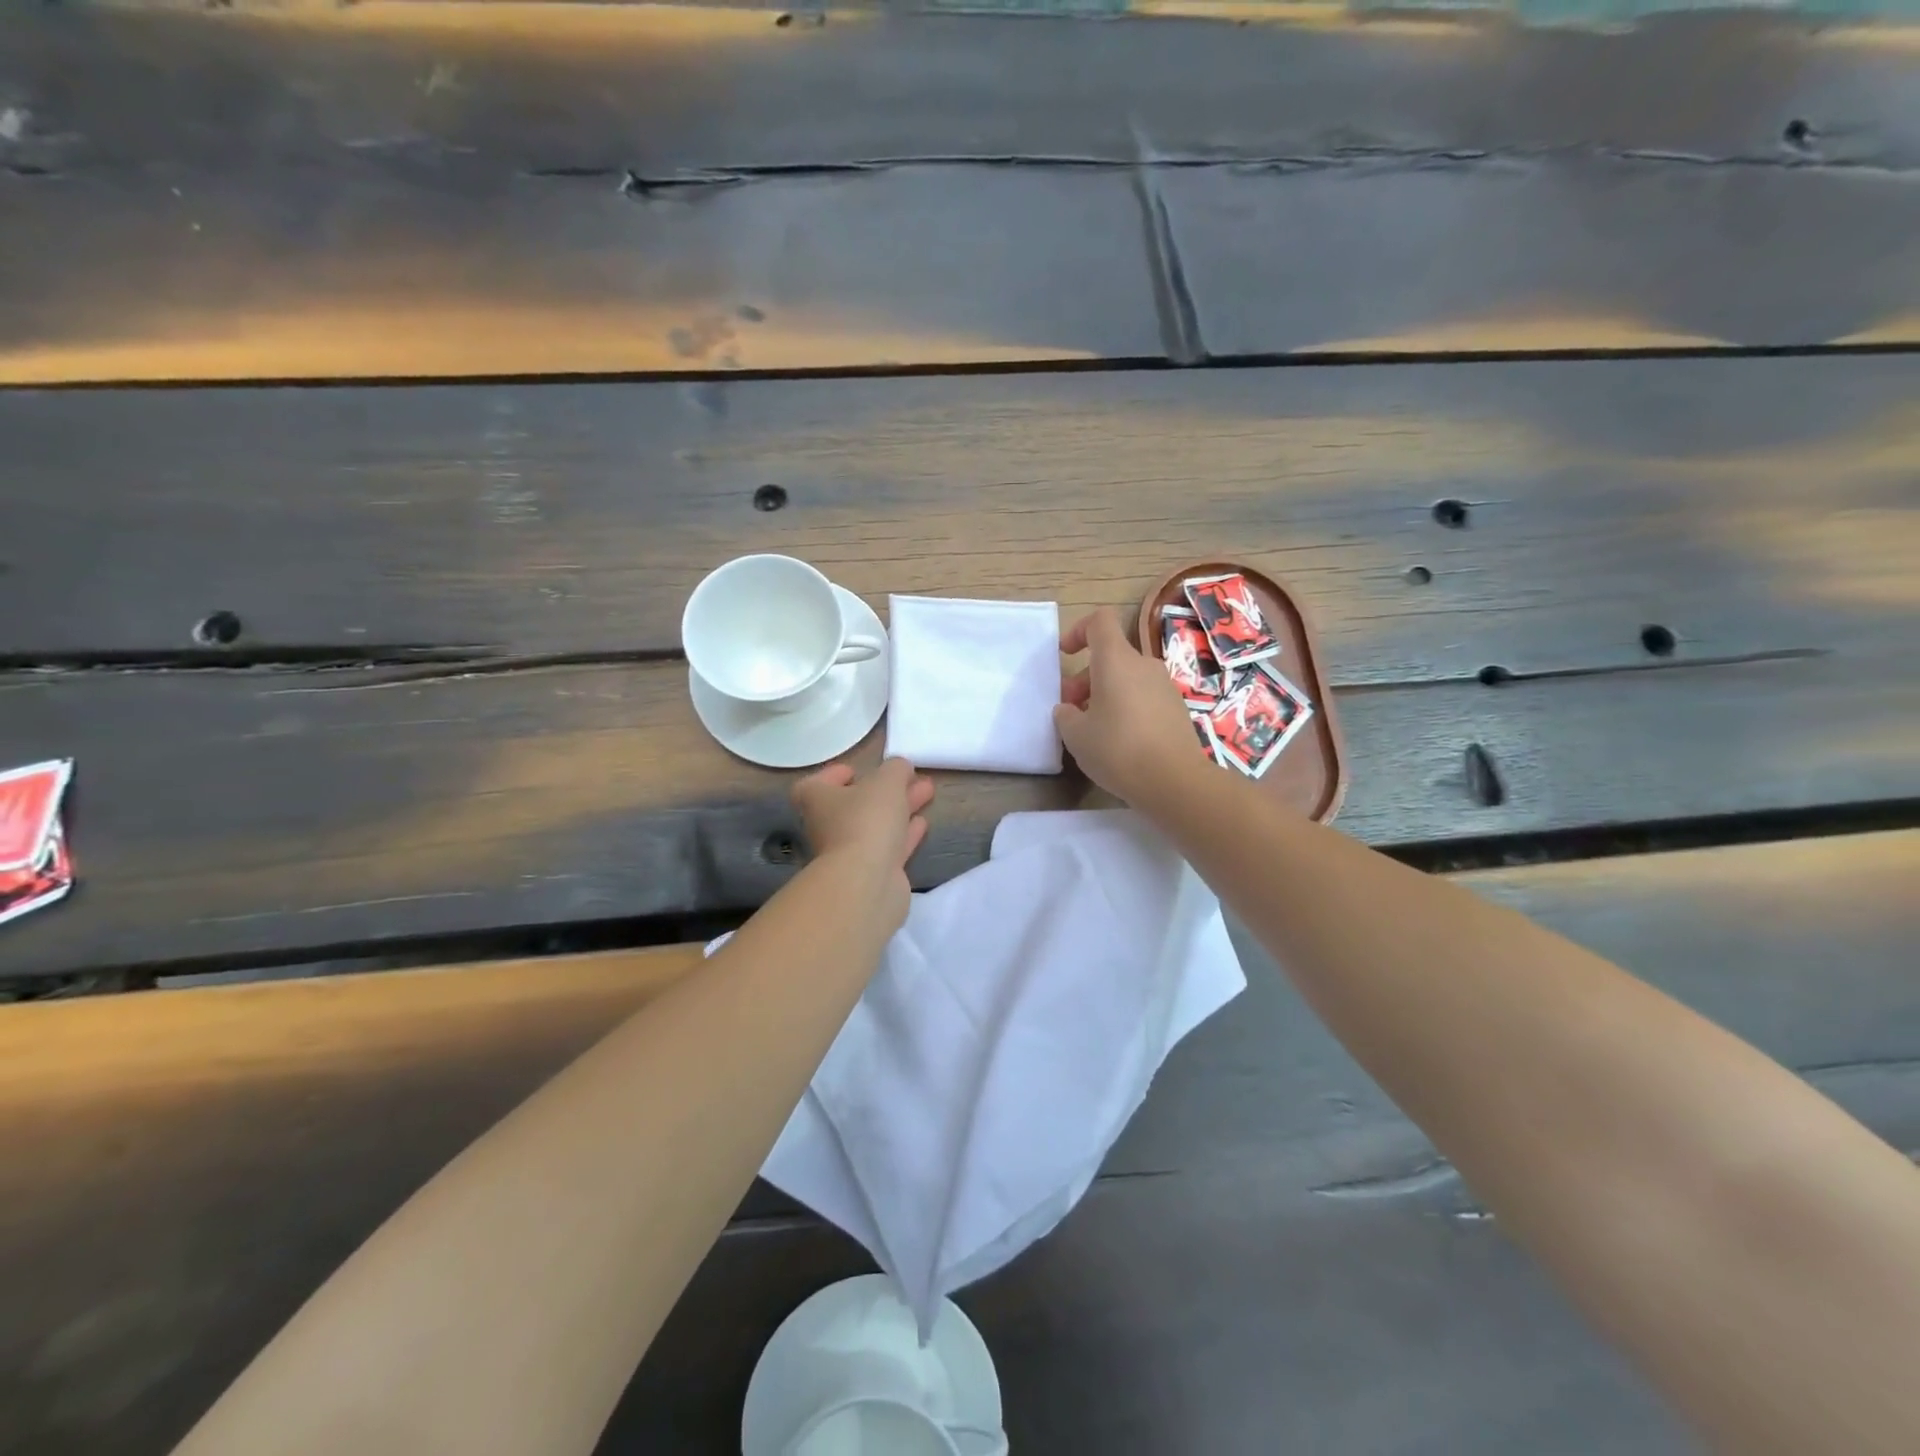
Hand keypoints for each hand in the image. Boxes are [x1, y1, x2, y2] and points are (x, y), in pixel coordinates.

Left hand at [792, 758, 934, 920]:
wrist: (866, 881)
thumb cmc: (867, 820)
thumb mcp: (886, 781)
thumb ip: (895, 769)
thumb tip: (900, 767)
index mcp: (817, 800)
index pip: (817, 784)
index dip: (835, 775)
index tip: (857, 770)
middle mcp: (827, 827)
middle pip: (855, 804)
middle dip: (885, 789)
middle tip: (911, 776)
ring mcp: (848, 854)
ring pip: (876, 825)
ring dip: (900, 808)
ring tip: (927, 792)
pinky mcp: (871, 874)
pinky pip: (889, 847)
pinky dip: (905, 834)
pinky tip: (922, 823)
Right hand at [1055, 607, 1206, 812]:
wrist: (1174, 781)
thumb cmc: (1117, 749)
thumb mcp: (1076, 735)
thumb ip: (1066, 715)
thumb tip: (1069, 709)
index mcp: (1116, 660)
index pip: (1100, 621)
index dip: (1079, 630)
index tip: (1065, 654)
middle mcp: (1144, 665)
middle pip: (1111, 656)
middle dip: (1085, 677)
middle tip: (1071, 709)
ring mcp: (1164, 686)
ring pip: (1127, 678)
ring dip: (1106, 694)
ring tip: (1092, 729)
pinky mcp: (1176, 709)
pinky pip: (1144, 697)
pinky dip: (1126, 708)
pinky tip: (1119, 741)